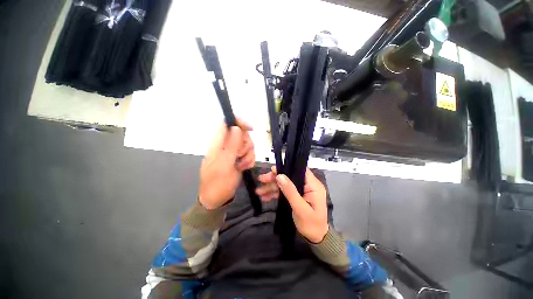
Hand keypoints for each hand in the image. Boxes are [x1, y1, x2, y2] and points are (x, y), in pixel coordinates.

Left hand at [198, 119, 254, 209]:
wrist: (217, 199)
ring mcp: (234, 153)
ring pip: (248, 145)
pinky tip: (244, 168)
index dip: (239, 122)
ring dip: (248, 155)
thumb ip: (231, 146)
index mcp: (218, 143)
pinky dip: (249, 161)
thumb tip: (236, 128)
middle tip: (240, 155)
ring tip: (241, 165)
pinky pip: (250, 154)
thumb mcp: (224, 164)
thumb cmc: (218, 182)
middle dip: (245, 144)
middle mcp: (227, 145)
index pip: (227, 124)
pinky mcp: (239, 159)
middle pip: (242, 134)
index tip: (250, 129)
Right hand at [256, 167, 328, 242]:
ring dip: (272, 187)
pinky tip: (265, 197)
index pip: (300, 170)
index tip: (273, 169)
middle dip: (275, 178)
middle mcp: (307, 185)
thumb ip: (290, 192)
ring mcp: (301, 191)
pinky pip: (285, 192)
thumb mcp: (300, 208)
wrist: (316, 239)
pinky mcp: (296, 196)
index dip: (286, 168)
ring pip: (285, 184)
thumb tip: (279, 176)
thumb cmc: (311, 224)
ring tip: (258, 191)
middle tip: (261, 179)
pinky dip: (275, 194)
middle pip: (289, 176)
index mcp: (313, 185)